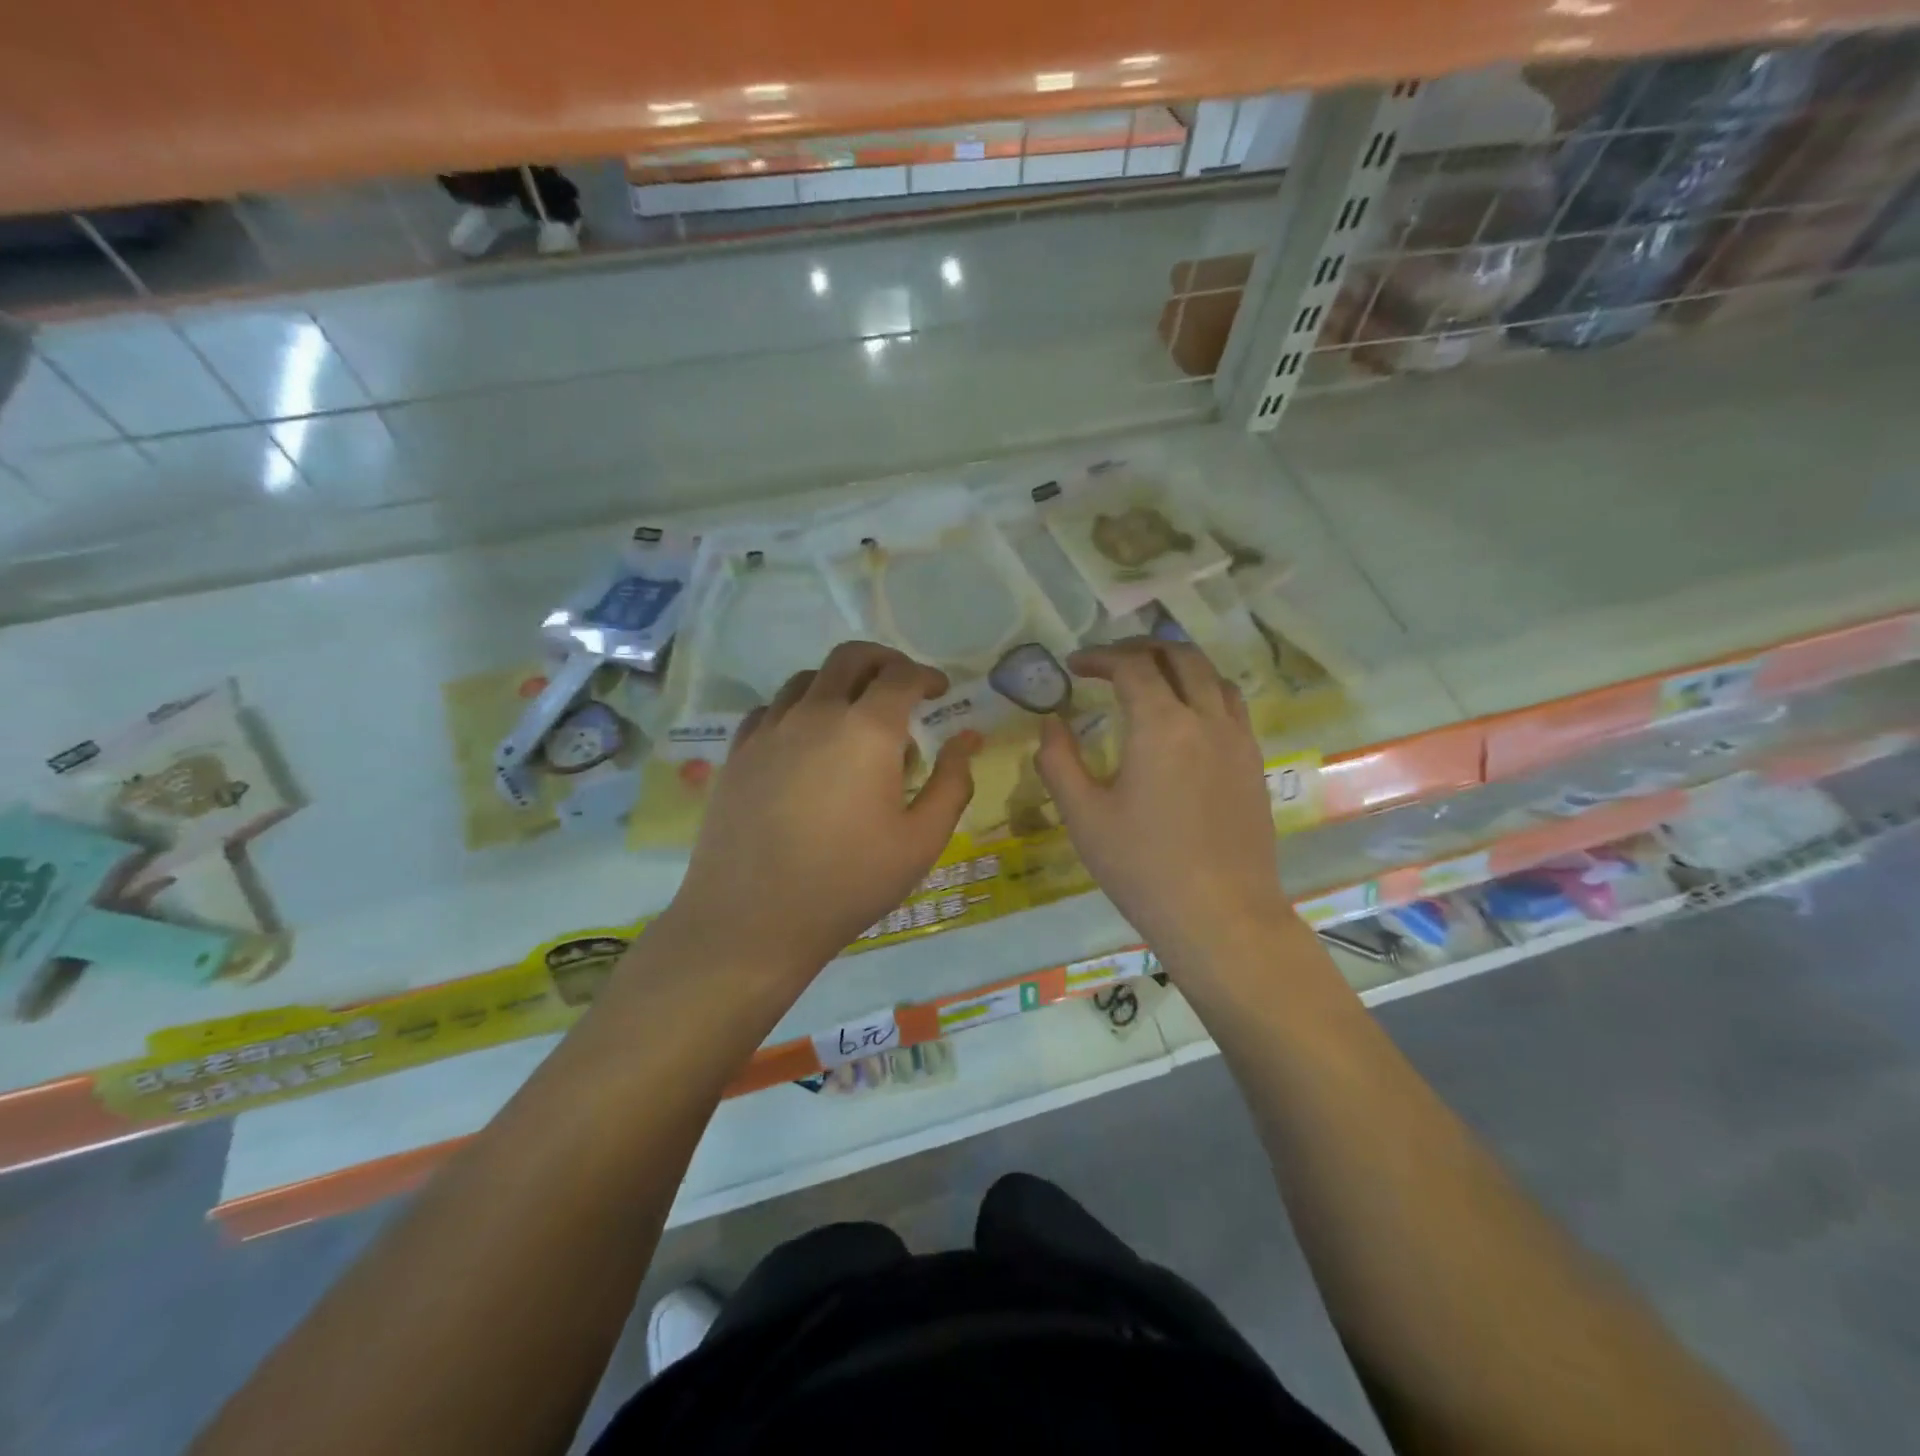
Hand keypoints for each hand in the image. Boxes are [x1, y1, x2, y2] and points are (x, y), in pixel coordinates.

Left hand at [661, 642, 977, 981]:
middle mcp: (815, 713)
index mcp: (867, 730)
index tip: (940, 691)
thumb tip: (967, 739)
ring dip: (839, 683)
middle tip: (901, 685)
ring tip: (853, 717)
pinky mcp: (738, 753)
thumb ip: (952, 783)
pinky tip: (805, 742)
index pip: (901, 676)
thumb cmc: (849, 882)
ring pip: (807, 678)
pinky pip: (772, 709)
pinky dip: (798, 708)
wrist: (752, 919)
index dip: (926, 676)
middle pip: (850, 657)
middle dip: (883, 661)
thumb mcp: (921, 841)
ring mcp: (770, 730)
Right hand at [1035, 638, 1292, 976]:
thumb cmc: (1143, 867)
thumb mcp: (1084, 816)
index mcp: (1162, 725)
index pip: (1132, 666)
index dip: (1100, 657)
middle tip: (1110, 663)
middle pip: (1180, 656)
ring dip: (1178, 665)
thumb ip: (1059, 761)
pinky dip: (1203, 692)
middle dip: (1141, 649)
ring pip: (1212, 676)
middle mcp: (1207, 719)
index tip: (1074, 666)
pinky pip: (1231, 706)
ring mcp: (1238, 740)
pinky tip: (1185, 720)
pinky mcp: (1254, 764)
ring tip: (1150, 680)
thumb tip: (1051, 724)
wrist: (1221, 916)